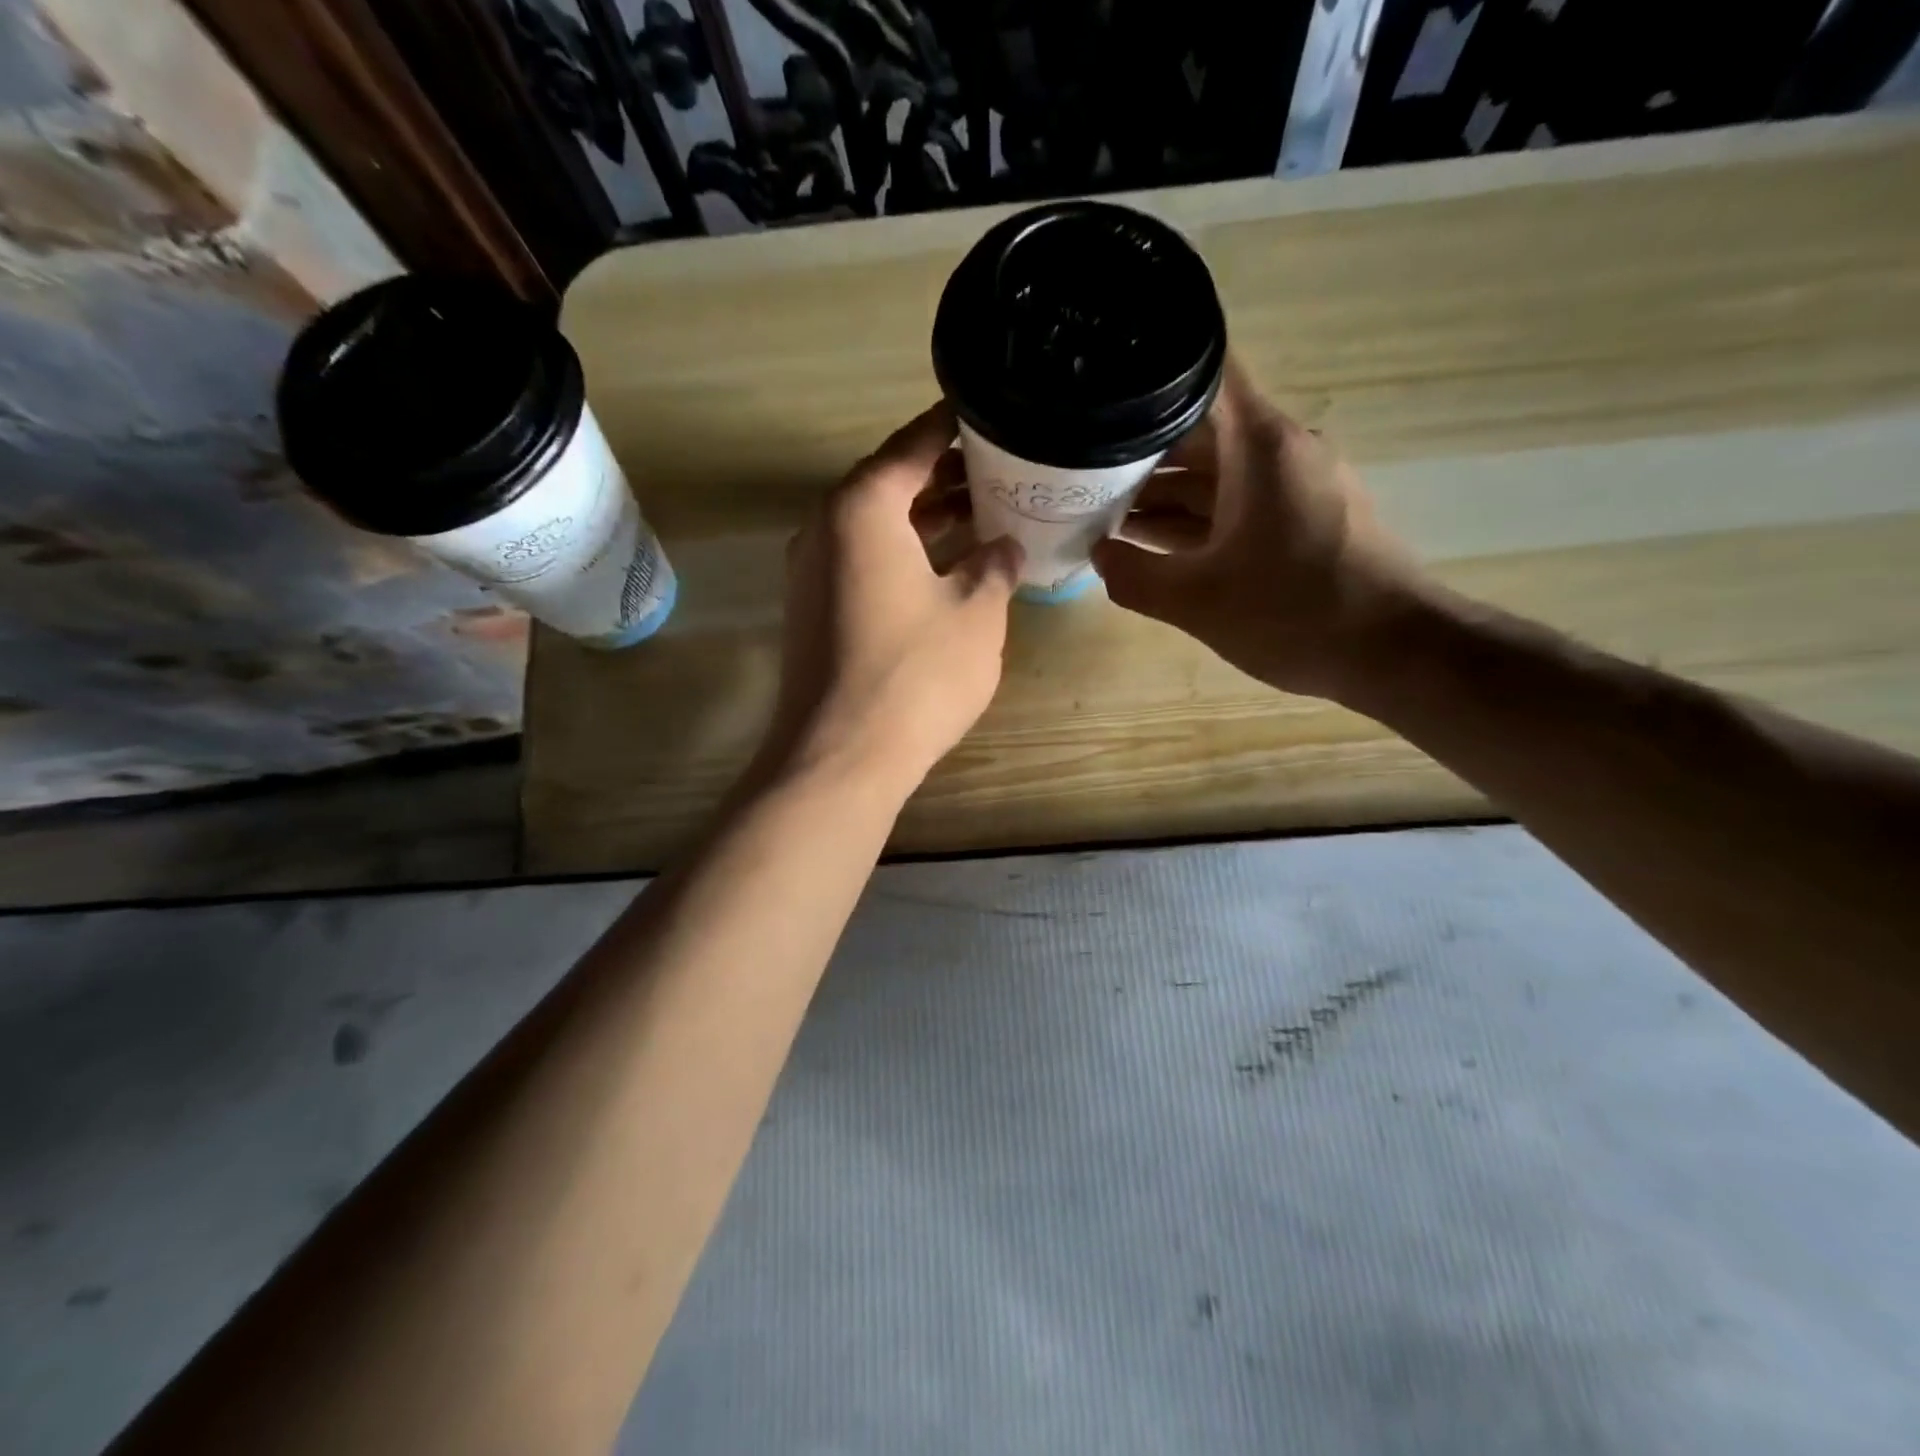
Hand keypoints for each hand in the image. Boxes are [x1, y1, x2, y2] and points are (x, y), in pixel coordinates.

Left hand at [761, 401, 1023, 795]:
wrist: (840, 756)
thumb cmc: (916, 673)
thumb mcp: (976, 613)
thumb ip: (994, 566)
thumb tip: (1003, 546)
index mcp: (862, 507)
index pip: (912, 446)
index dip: (952, 428)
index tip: (988, 415)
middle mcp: (824, 527)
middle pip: (888, 484)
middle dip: (942, 477)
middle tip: (997, 471)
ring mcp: (811, 572)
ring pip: (874, 527)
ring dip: (922, 520)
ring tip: (979, 515)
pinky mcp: (811, 611)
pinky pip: (861, 562)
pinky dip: (901, 555)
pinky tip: (942, 569)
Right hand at [1091, 360, 1426, 703]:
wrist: (1393, 652)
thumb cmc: (1294, 613)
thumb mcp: (1196, 601)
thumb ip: (1133, 575)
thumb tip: (1097, 553)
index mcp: (1259, 445)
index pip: (1203, 373)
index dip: (1149, 373)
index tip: (1100, 387)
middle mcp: (1278, 451)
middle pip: (1198, 430)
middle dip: (1137, 451)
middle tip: (1076, 471)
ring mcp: (1292, 487)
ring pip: (1214, 473)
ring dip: (1161, 492)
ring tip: (1097, 511)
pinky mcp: (1299, 520)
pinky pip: (1234, 505)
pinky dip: (1192, 519)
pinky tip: (1147, 543)